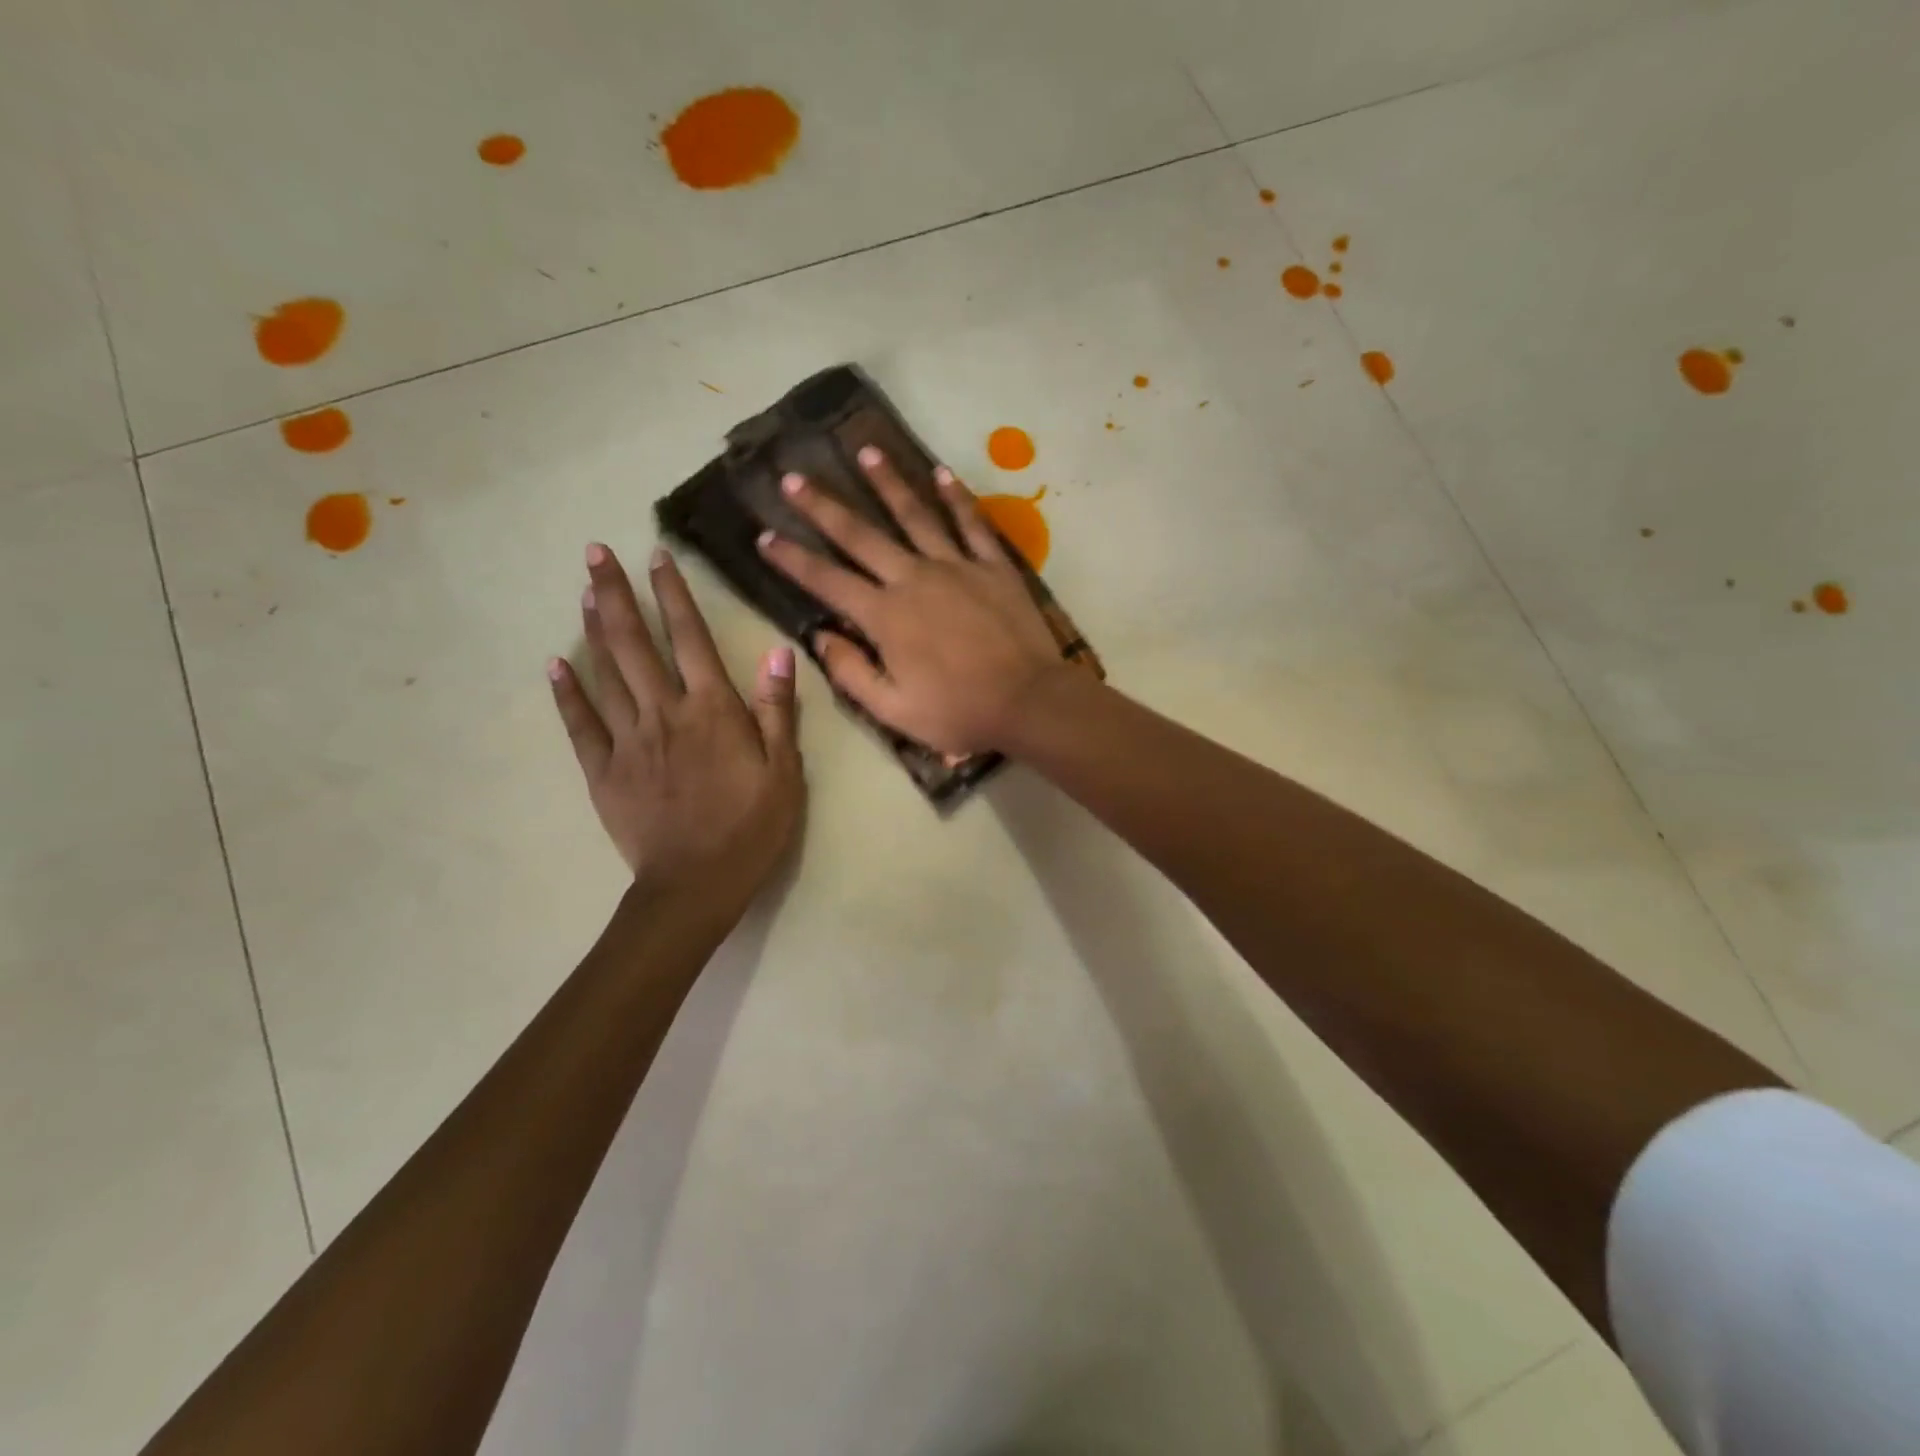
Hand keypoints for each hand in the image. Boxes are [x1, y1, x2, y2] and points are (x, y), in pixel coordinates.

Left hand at [549, 544, 803, 909]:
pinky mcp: (604, 770)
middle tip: (597, 552)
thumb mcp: (784, 771)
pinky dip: (567, 692)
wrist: (696, 884)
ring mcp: (629, 740)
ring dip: (595, 629)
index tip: (657, 556)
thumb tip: (777, 654)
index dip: (674, 594)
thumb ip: (777, 711)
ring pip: (606, 673)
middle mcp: (665, 713)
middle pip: (636, 643)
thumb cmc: (751, 828)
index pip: (690, 638)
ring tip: (585, 592)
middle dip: (617, 594)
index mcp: (712, 710)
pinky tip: (556, 664)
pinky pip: (581, 724)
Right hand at [757, 446, 1066, 755]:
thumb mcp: (893, 709)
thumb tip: (819, 638)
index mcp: (885, 616)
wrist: (1029, 701)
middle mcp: (914, 579)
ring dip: (887, 482)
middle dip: (823, 506)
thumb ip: (850, 672)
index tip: (764, 535)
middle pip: (861, 535)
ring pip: (915, 515)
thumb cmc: (958, 712)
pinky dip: (956, 497)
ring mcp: (956, 566)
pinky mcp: (993, 566)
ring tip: (866, 452)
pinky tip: (941, 473)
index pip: (827, 580)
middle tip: (794, 477)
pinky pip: (971, 524)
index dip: (792, 559)